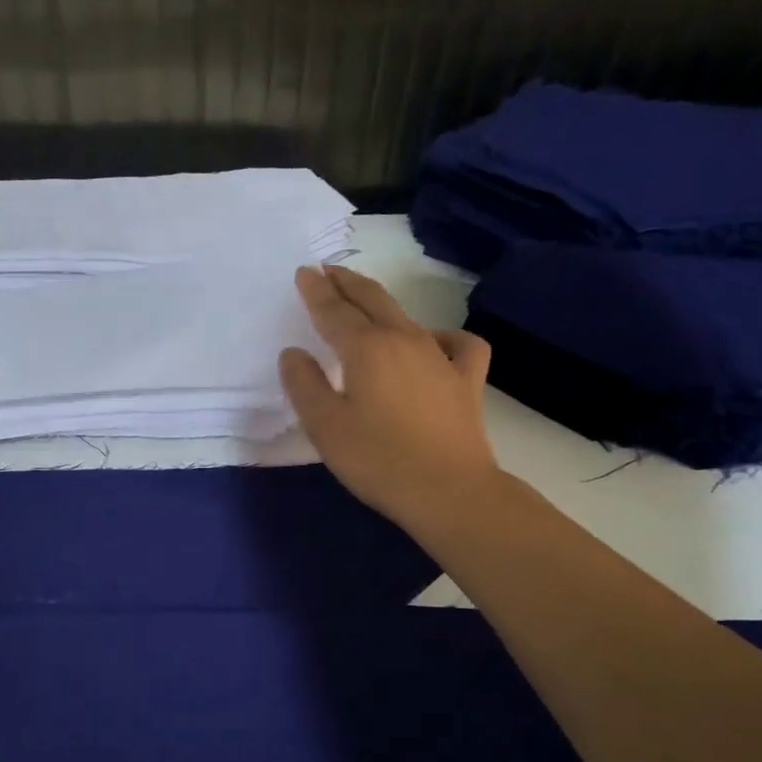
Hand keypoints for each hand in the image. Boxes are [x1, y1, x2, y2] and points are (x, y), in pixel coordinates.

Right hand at [279, 265, 502, 531]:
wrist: (449, 491)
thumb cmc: (378, 460)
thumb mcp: (325, 427)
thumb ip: (304, 385)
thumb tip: (294, 353)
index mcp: (366, 348)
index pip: (334, 310)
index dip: (316, 291)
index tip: (304, 273)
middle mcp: (404, 340)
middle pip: (372, 299)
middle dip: (347, 282)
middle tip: (328, 271)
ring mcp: (441, 357)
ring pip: (407, 317)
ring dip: (381, 304)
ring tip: (366, 304)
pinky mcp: (467, 379)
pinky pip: (458, 344)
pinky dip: (442, 337)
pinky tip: (433, 344)